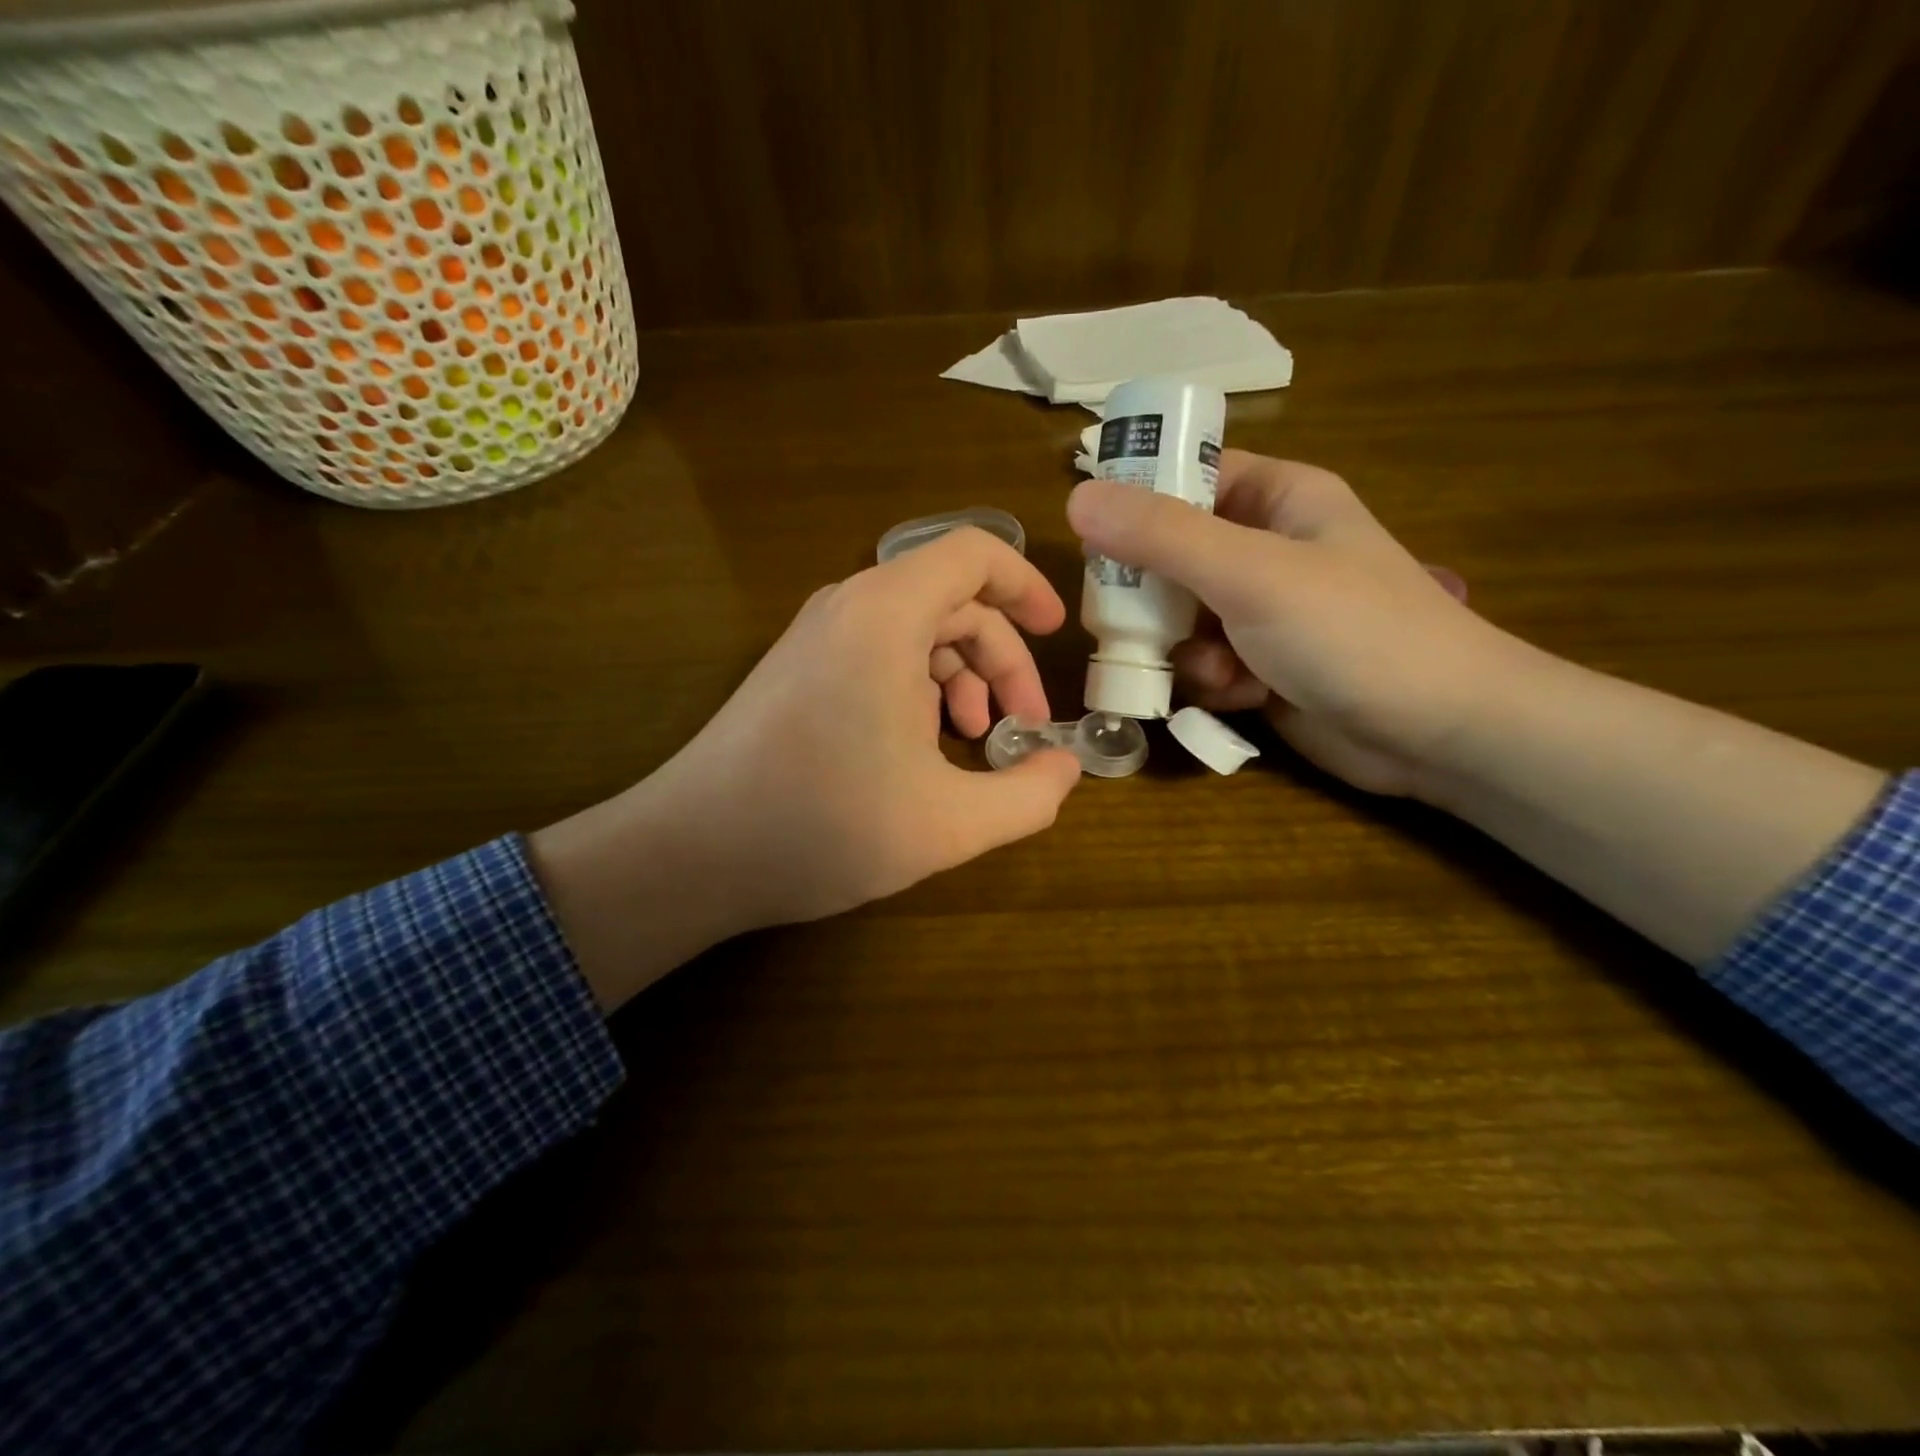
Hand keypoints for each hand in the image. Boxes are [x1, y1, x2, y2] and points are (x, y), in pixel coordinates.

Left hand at [531, 528, 1081, 1007]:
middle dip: (1001, 660)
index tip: (1058, 634)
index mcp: (886, 615)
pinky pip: (878, 655)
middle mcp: (848, 608)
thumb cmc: (823, 826)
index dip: (1027, 586)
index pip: (974, 554)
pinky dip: (918, 689)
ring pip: (915, 632)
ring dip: (960, 679)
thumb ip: (1028, 796)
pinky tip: (922, 751)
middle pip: (952, 601)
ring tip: (973, 743)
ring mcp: (816, 638)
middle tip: (1023, 727)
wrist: (691, 853)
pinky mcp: (796, 671)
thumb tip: (1066, 769)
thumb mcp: (949, 824)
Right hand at [1068, 450, 1514, 796]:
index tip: (1096, 539)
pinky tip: (1239, 698)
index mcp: (1278, 499)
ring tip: (1215, 673)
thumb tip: (1076, 498)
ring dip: (1183, 650)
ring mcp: (1264, 613)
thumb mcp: (1252, 574)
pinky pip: (1205, 663)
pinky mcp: (1263, 667)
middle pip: (1172, 556)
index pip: (1189, 477)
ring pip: (1181, 618)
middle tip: (1132, 624)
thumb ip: (1162, 537)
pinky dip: (1211, 682)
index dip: (1139, 500)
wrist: (1439, 733)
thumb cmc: (1354, 633)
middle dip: (1153, 598)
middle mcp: (1267, 550)